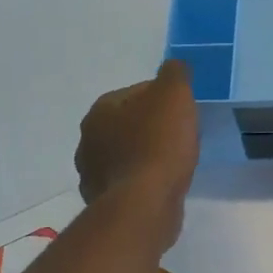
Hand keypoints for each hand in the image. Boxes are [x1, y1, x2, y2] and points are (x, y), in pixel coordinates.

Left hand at [75, 60, 199, 213]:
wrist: (144, 204)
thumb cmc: (158, 144)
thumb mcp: (174, 94)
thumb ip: (174, 73)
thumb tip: (173, 67)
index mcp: (101, 110)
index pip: (139, 92)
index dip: (166, 100)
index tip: (185, 113)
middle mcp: (88, 139)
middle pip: (131, 123)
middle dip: (155, 127)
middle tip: (182, 137)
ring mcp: (92, 173)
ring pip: (128, 153)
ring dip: (148, 155)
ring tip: (175, 163)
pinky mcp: (103, 202)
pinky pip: (129, 181)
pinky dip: (144, 180)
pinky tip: (163, 185)